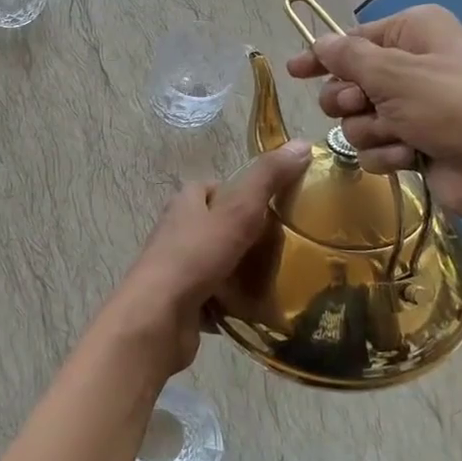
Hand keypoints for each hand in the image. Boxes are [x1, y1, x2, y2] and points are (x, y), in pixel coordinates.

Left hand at [100, 141, 312, 378]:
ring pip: (217, 262)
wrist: (158, 318)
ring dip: (241, 271)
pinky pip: (214, 297)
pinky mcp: (181, 301)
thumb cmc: (196, 256)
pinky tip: (257, 310)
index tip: (275, 207)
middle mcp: (176, 231)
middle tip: (284, 246)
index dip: (243, 193)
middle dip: (247, 235)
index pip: (216, 188)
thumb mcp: (238, 210)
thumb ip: (268, 178)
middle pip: (218, 226)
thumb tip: (303, 143)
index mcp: (185, 202)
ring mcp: (177, 268)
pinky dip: (232, 303)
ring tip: (278, 278)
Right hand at [284, 6, 461, 249]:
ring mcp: (416, 108)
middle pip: (350, 82)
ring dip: (371, 130)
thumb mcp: (395, 73)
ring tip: (399, 135)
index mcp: (415, 32)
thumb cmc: (454, 105)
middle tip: (361, 105)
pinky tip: (410, 157)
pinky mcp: (417, 144)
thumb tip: (319, 43)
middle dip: (350, 99)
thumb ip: (348, 58)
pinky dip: (387, 153)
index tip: (294, 71)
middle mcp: (414, 65)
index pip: (354, 40)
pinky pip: (377, 146)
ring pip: (359, 119)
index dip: (322, 56)